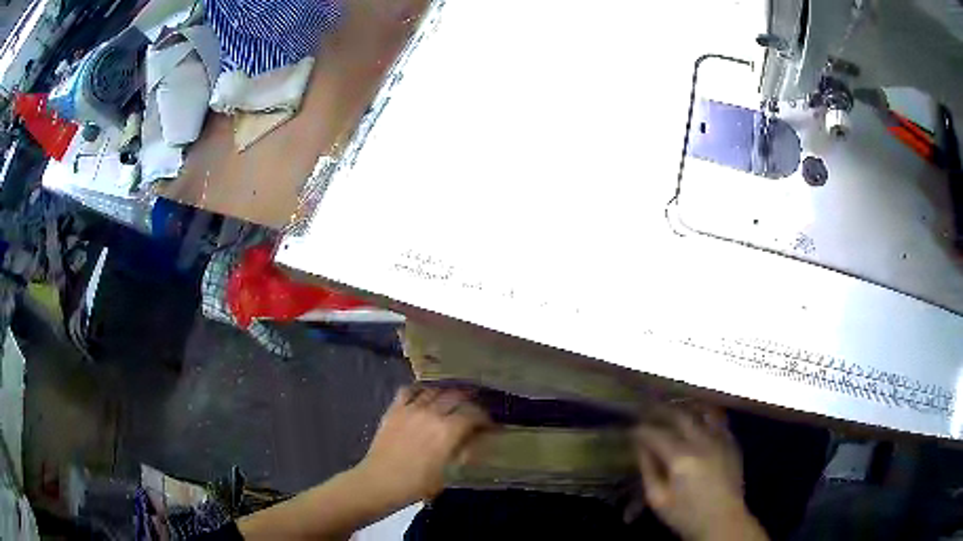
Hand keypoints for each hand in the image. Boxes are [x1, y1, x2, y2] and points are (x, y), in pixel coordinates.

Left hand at [356, 386, 490, 504]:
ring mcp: (411, 408)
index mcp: (448, 430)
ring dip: (446, 393)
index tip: (489, 425)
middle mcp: (432, 413)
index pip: (474, 415)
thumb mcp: (448, 472)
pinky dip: (420, 390)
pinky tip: (424, 396)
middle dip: (469, 402)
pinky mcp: (394, 409)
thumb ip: (464, 452)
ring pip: (435, 390)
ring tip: (452, 400)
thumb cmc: (418, 484)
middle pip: (457, 396)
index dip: (485, 418)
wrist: (380, 482)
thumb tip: (477, 440)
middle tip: (473, 410)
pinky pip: (409, 390)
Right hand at [635, 405, 766, 540]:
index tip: (630, 430)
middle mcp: (702, 442)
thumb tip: (641, 448)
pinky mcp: (732, 442)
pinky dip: (704, 417)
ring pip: (701, 412)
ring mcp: (720, 439)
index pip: (656, 434)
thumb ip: (648, 471)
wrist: (723, 521)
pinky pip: (717, 421)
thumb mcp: (657, 500)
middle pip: (679, 415)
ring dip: (684, 409)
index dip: (640, 430)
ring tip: (672, 411)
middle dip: (660, 411)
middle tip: (647, 411)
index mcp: (681, 458)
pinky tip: (697, 421)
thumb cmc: (685, 515)